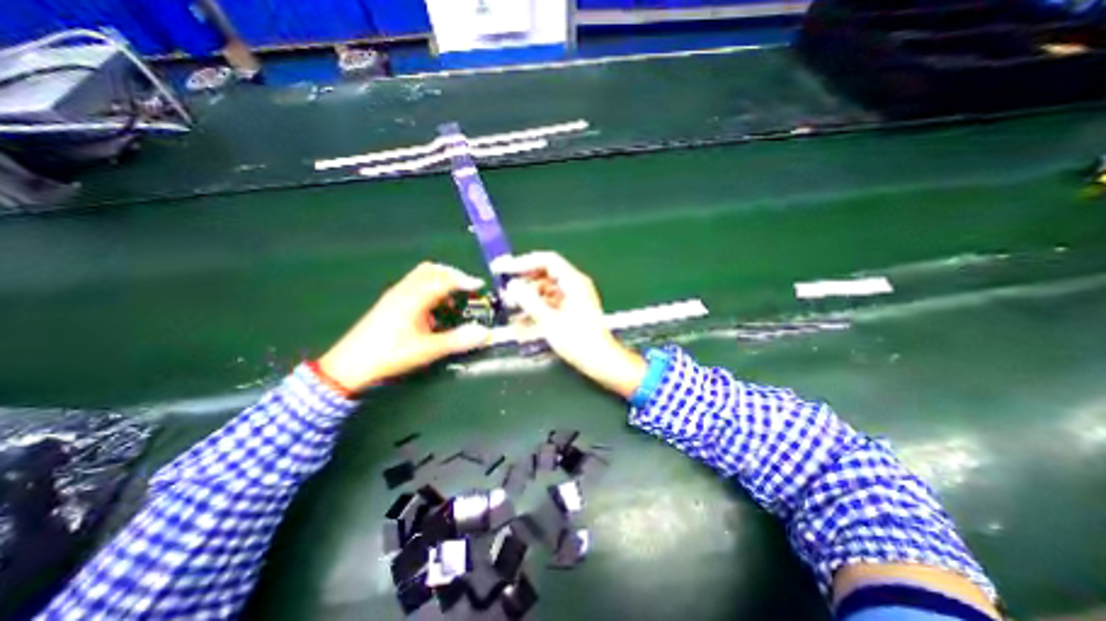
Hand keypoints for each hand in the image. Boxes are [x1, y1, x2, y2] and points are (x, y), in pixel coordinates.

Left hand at [321, 262, 492, 391]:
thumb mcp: (428, 349)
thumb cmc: (390, 354)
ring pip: (422, 276)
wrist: (349, 365)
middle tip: (467, 289)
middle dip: (452, 276)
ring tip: (452, 301)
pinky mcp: (390, 302)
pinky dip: (430, 289)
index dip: (464, 280)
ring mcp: (395, 295)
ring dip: (441, 282)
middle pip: (432, 270)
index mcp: (414, 298)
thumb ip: (458, 340)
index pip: (444, 279)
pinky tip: (434, 310)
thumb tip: (484, 333)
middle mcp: (404, 290)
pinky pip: (415, 285)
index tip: (479, 286)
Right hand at [494, 249, 648, 399]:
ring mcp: (573, 298)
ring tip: (511, 307)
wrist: (600, 360)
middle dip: (523, 283)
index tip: (504, 269)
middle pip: (544, 275)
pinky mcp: (571, 310)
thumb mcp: (549, 320)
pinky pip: (549, 303)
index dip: (523, 262)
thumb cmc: (578, 341)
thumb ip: (529, 300)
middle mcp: (574, 286)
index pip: (547, 260)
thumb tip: (512, 286)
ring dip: (527, 297)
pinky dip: (536, 308)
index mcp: (573, 282)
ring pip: (545, 290)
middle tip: (506, 291)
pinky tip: (522, 320)